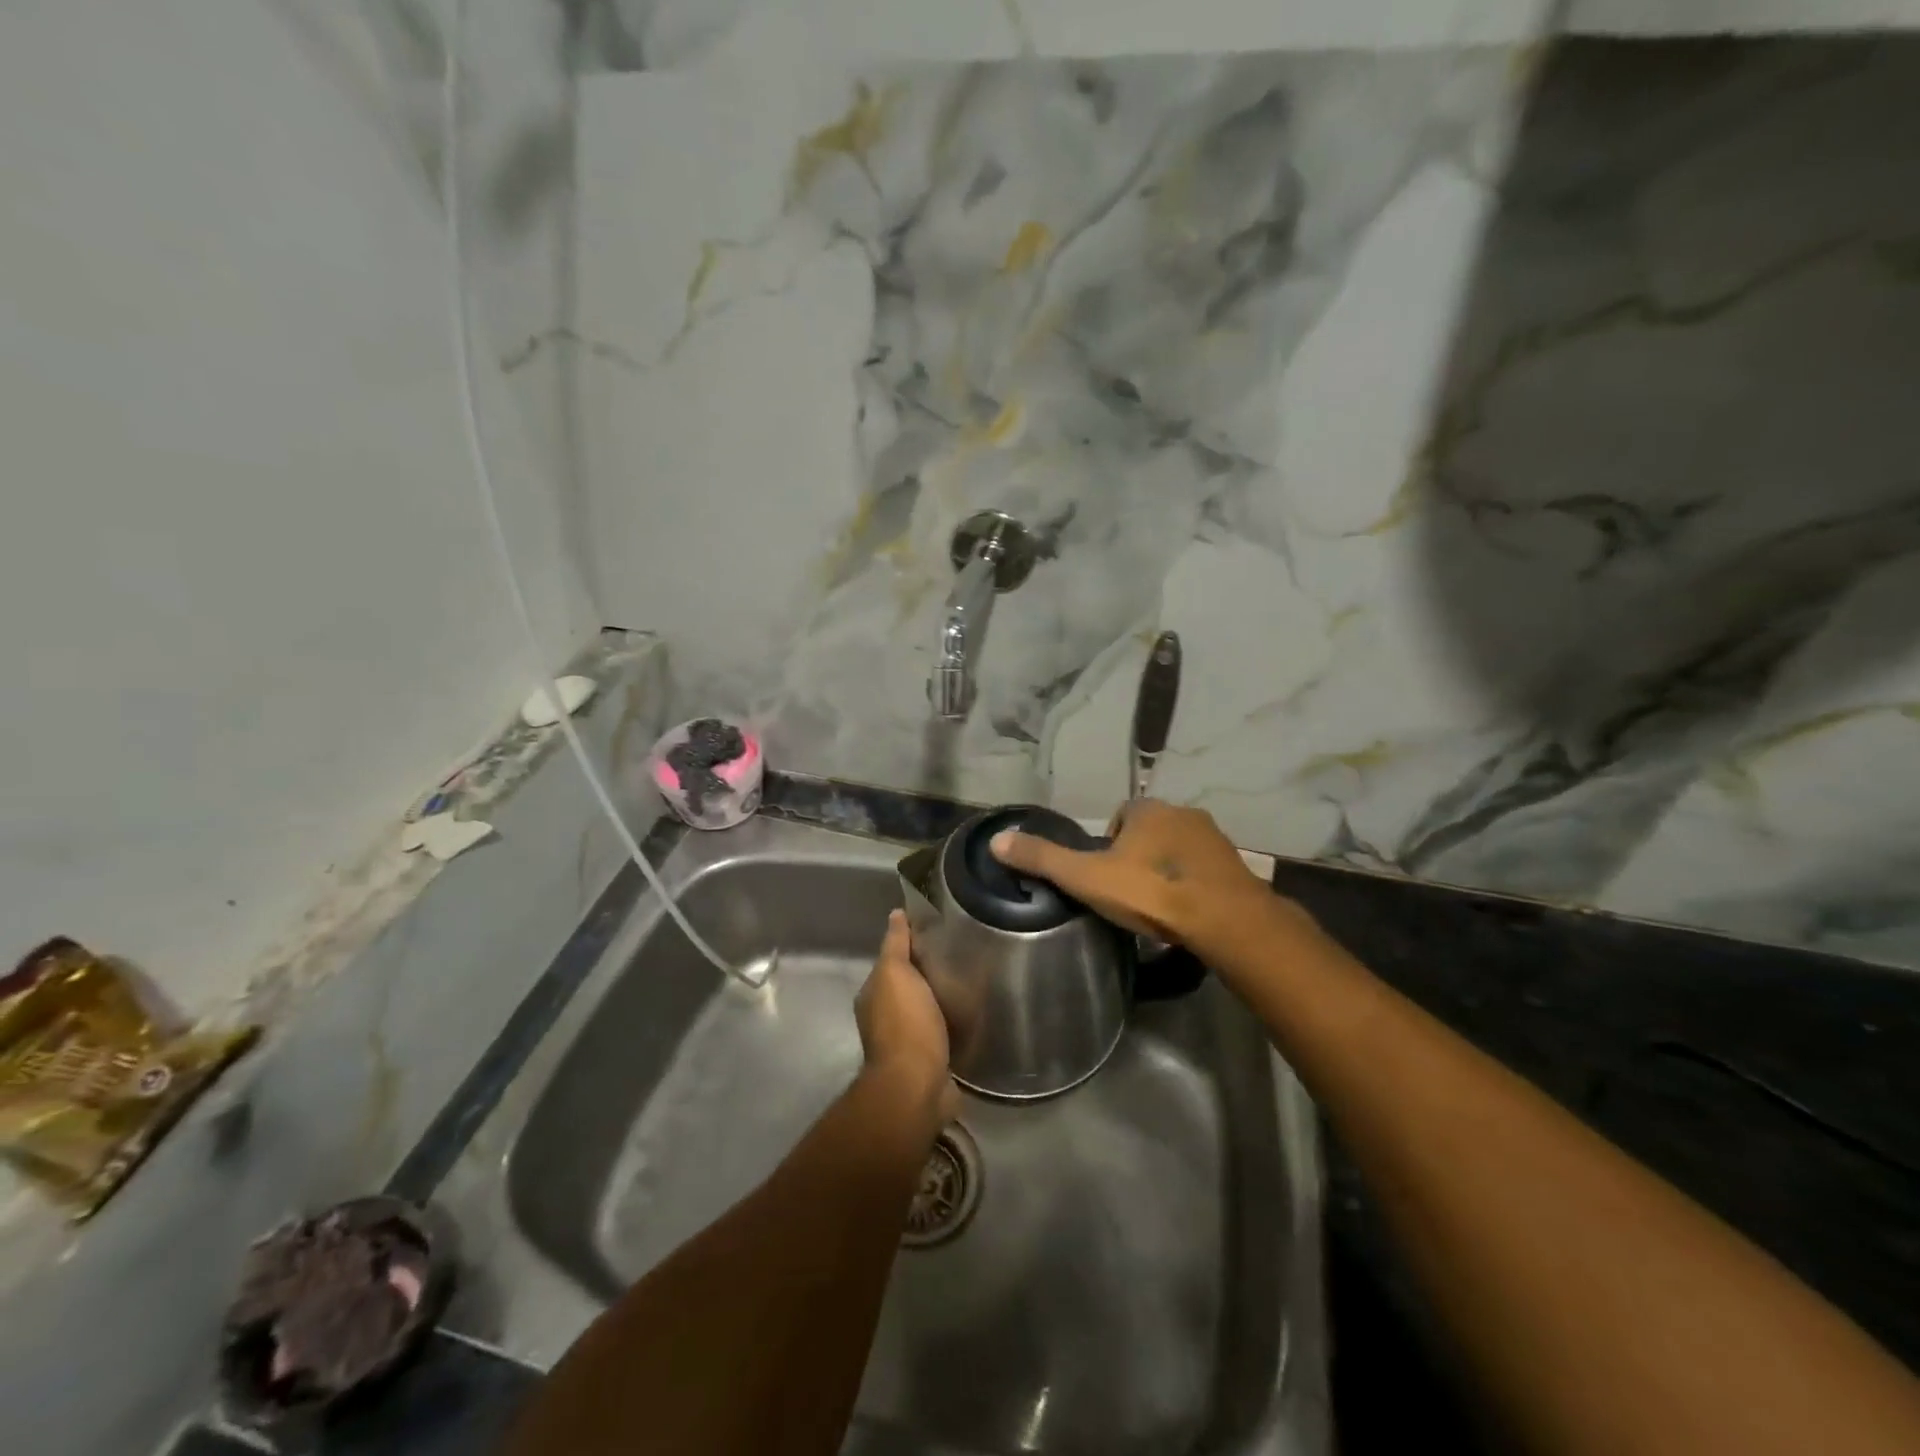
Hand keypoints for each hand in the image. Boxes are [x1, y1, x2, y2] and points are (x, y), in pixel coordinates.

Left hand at [855, 910, 957, 1122]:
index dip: (911, 946)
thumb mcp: (896, 973)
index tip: (939, 932)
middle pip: (909, 987)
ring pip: (926, 1011)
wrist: (916, 1086)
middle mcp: (884, 1019)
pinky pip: (942, 1034)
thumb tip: (895, 913)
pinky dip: (953, 1025)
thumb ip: (896, 944)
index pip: (892, 962)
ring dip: (942, 1001)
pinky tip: (973, 1017)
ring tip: (972, 984)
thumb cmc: (905, 1024)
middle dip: (929, 974)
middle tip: (962, 956)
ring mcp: (906, 1044)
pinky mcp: (929, 1063)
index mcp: (873, 996)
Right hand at [991, 799, 1272, 952]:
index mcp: (1148, 810)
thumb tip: (996, 840)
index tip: (1105, 875)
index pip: (1122, 816)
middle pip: (1152, 831)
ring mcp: (1215, 840)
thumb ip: (1043, 858)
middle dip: (1140, 855)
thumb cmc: (1150, 892)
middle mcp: (1184, 813)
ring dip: (1168, 870)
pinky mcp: (1237, 867)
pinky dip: (1195, 885)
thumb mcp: (1086, 877)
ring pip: (1180, 850)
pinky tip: (1188, 913)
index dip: (1109, 842)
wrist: (1224, 920)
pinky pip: (1205, 871)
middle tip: (1129, 894)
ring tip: (1158, 907)